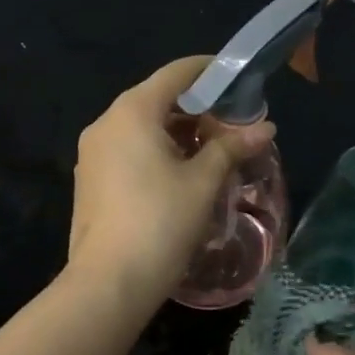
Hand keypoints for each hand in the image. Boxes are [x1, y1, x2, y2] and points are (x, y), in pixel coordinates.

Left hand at [67, 56, 275, 310]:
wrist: (108, 283)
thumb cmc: (160, 223)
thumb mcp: (203, 182)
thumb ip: (232, 147)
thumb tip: (265, 128)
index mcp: (132, 111)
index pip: (176, 73)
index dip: (212, 71)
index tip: (241, 81)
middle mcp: (105, 123)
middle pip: (157, 100)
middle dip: (198, 109)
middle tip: (234, 126)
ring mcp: (92, 154)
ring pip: (142, 128)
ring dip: (178, 134)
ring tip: (213, 153)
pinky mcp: (89, 181)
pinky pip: (128, 151)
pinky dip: (156, 153)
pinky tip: (181, 176)